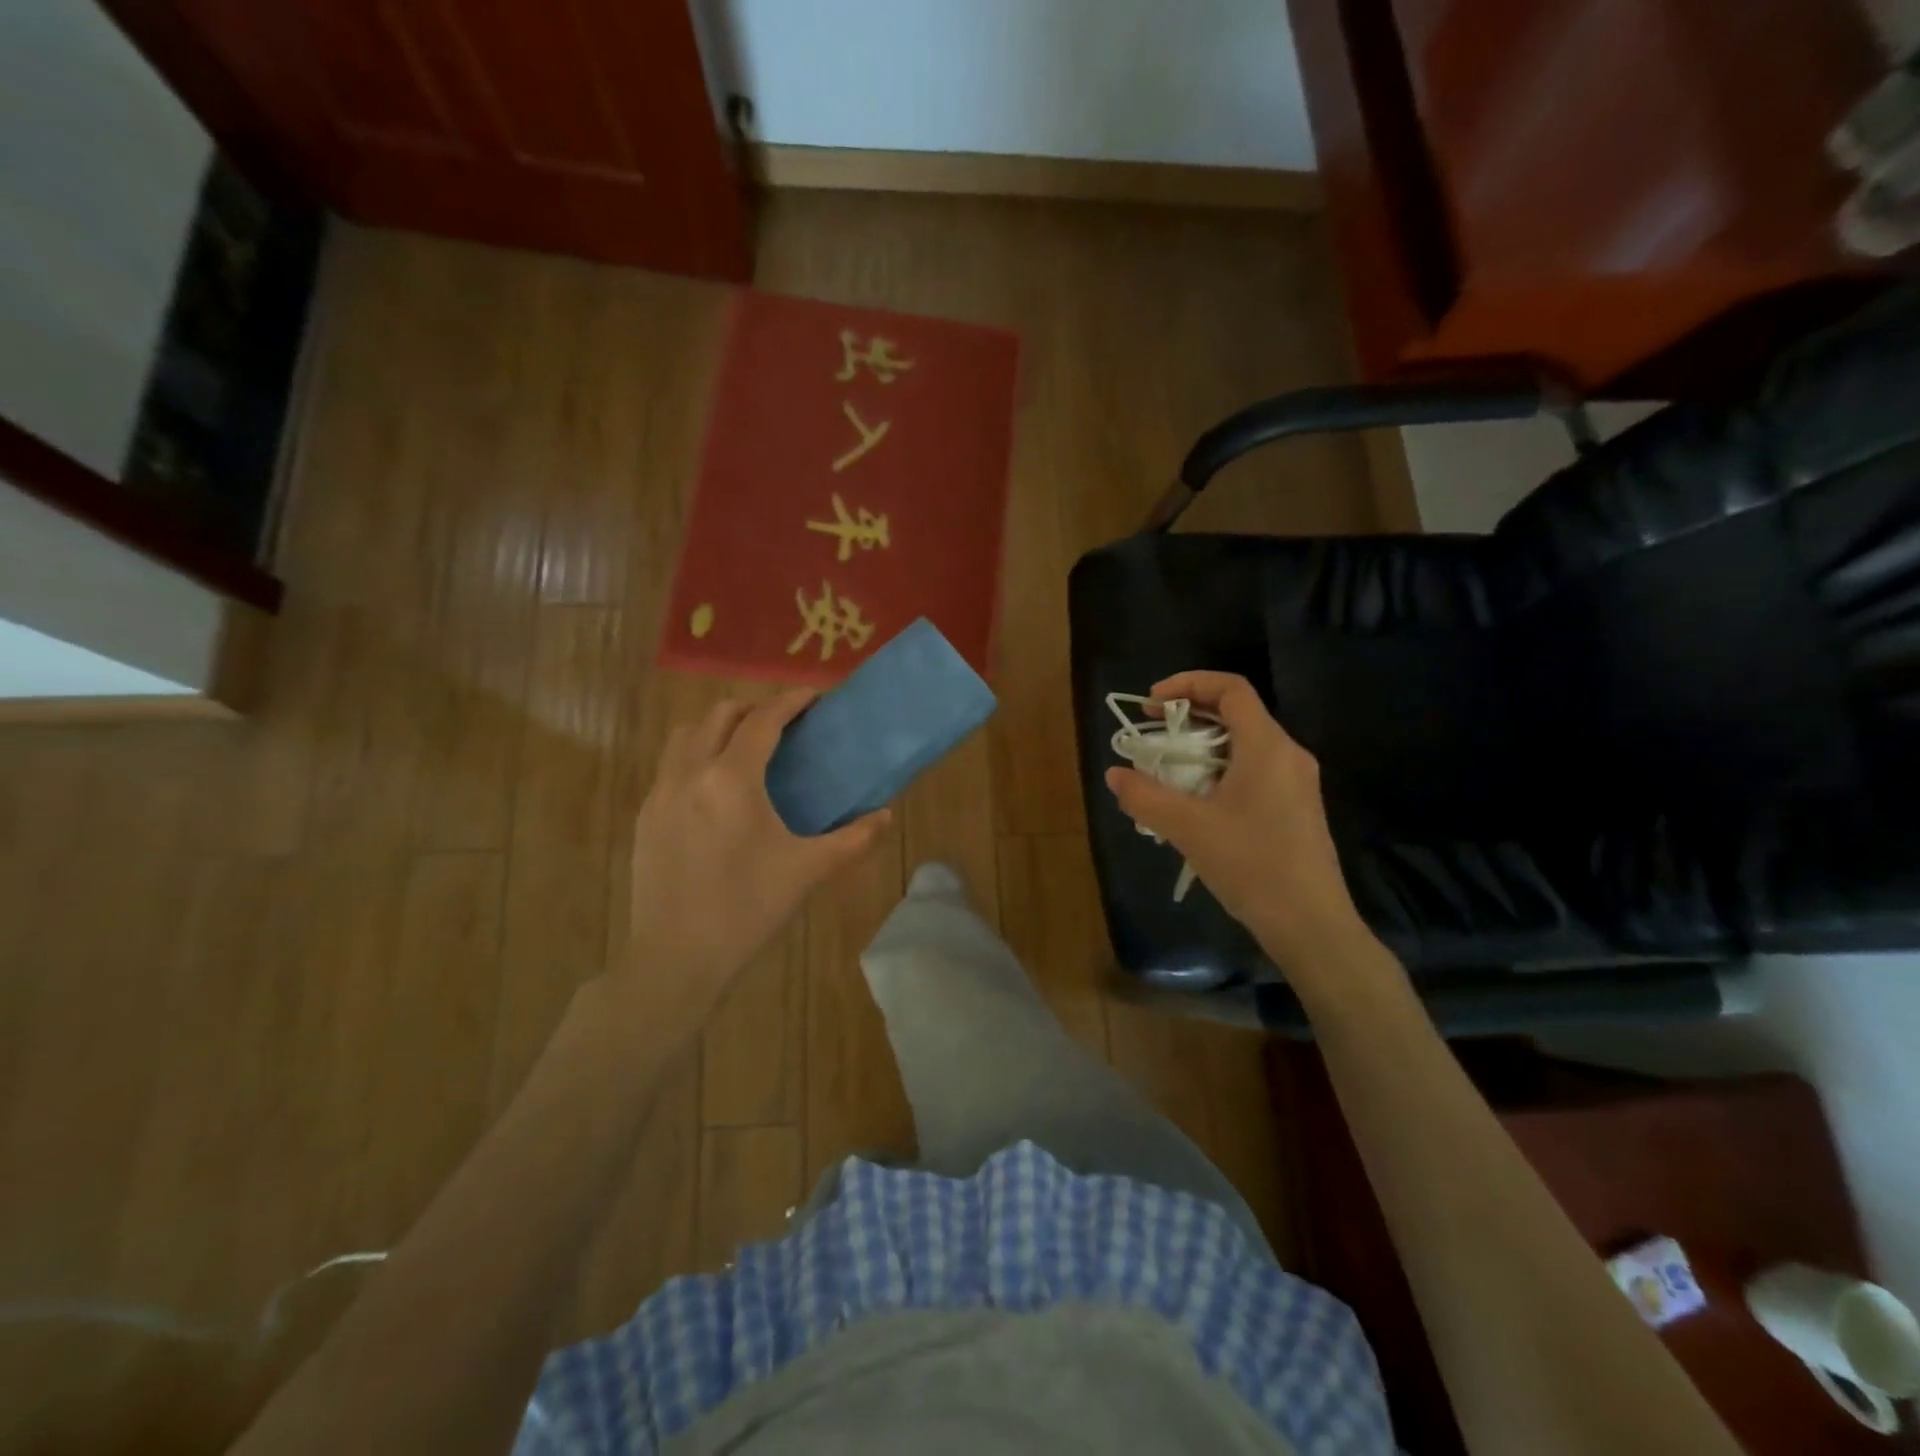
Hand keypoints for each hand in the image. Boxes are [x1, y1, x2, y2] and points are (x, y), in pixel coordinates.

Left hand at [618, 690, 889, 1020]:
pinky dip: (696, 755)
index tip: (813, 696)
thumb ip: (852, 839)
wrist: (676, 958)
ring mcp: (660, 793)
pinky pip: (670, 765)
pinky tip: (716, 788)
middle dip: (753, 708)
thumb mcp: (807, 870)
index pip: (762, 721)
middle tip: (783, 723)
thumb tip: (886, 816)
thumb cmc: (747, 909)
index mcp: (731, 780)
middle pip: (718, 715)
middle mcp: (690, 773)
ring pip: (686, 735)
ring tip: (746, 746)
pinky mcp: (644, 816)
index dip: (790, 702)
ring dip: (718, 727)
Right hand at [1105, 671, 1371, 976]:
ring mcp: (1297, 782)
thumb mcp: (1188, 828)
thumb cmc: (1252, 865)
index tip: (1151, 703)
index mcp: (1267, 747)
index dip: (1188, 684)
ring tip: (1167, 768)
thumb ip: (1145, 797)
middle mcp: (1288, 754)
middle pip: (1237, 713)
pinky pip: (1253, 770)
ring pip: (1244, 744)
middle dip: (1190, 716)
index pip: (1231, 689)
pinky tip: (1196, 802)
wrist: (1311, 924)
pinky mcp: (1296, 808)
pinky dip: (1219, 770)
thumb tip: (1115, 774)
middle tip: (1153, 731)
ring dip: (1202, 747)